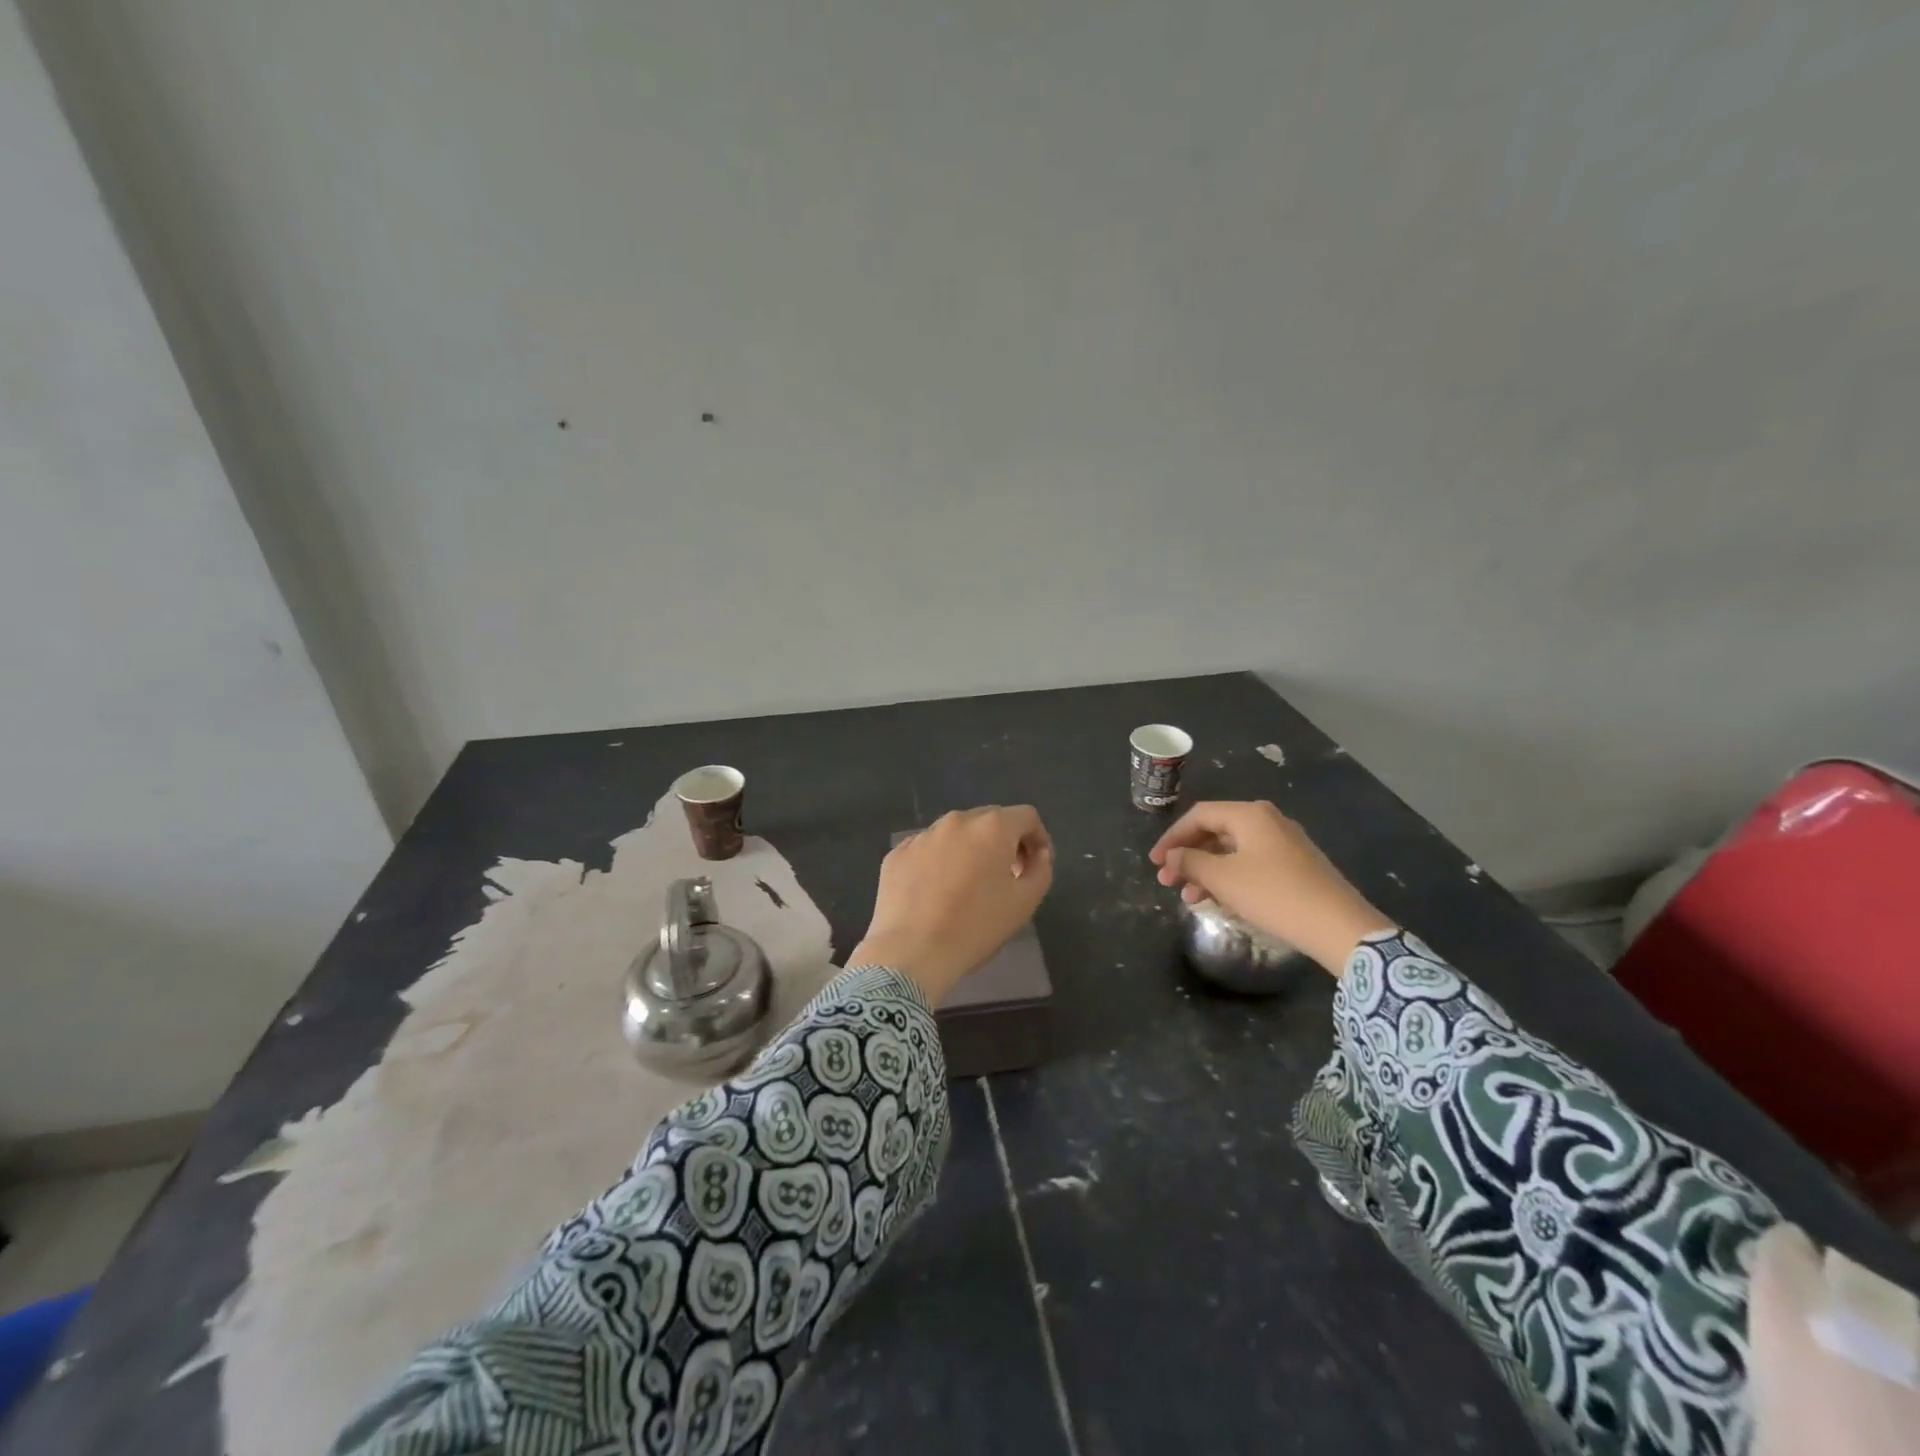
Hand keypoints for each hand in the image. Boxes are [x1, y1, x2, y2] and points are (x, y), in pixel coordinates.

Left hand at [851, 806, 1054, 1006]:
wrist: (911, 951)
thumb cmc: (976, 926)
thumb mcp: (1025, 902)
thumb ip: (1041, 870)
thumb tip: (1038, 854)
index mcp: (992, 827)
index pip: (1026, 817)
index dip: (1037, 838)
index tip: (1035, 865)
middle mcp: (956, 821)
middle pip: (989, 820)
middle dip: (1004, 842)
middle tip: (1007, 875)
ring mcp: (922, 836)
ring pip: (955, 834)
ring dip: (969, 850)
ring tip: (968, 886)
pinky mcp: (896, 854)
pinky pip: (927, 850)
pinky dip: (938, 863)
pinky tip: (936, 893)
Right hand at [1149, 801, 1392, 976]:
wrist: (1339, 926)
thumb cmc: (1274, 894)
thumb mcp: (1223, 878)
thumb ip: (1191, 862)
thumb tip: (1173, 855)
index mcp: (1250, 815)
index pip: (1199, 815)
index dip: (1171, 837)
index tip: (1154, 862)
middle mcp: (1268, 821)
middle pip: (1216, 831)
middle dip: (1188, 856)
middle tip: (1168, 881)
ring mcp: (1285, 843)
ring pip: (1232, 850)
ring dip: (1206, 871)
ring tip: (1189, 898)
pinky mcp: (1296, 866)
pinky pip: (1251, 863)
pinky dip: (1229, 877)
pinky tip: (1220, 900)